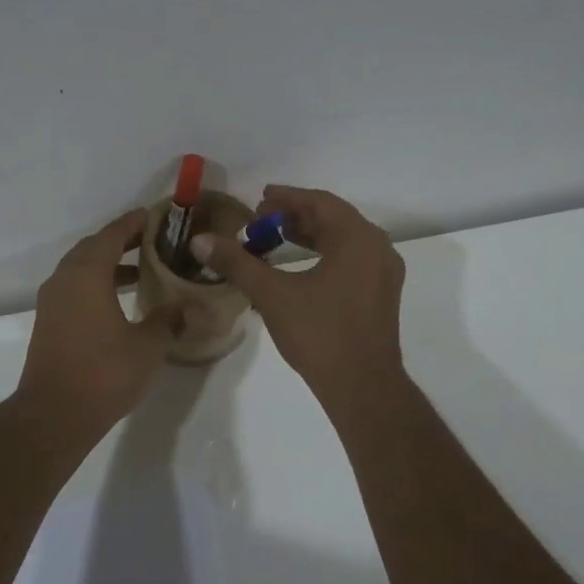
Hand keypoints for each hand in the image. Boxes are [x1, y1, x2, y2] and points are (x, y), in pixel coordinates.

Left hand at [15, 209, 181, 441]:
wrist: (53, 415)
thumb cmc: (104, 374)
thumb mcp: (147, 346)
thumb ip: (170, 319)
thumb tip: (192, 306)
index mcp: (87, 275)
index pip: (112, 235)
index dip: (135, 223)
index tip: (156, 216)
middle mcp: (64, 279)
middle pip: (94, 247)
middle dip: (122, 240)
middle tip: (153, 240)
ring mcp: (52, 301)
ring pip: (81, 268)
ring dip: (108, 263)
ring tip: (141, 268)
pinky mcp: (49, 321)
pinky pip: (74, 287)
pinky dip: (96, 283)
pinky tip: (119, 299)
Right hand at [190, 185, 405, 410]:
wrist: (362, 386)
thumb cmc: (319, 334)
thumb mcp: (273, 295)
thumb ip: (237, 263)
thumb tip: (200, 240)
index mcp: (357, 238)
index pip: (319, 202)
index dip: (286, 198)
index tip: (259, 199)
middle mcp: (377, 248)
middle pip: (333, 219)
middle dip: (295, 216)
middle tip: (261, 220)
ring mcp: (384, 273)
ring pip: (343, 240)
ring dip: (309, 236)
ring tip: (275, 240)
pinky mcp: (381, 295)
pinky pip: (351, 260)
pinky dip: (324, 254)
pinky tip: (299, 269)